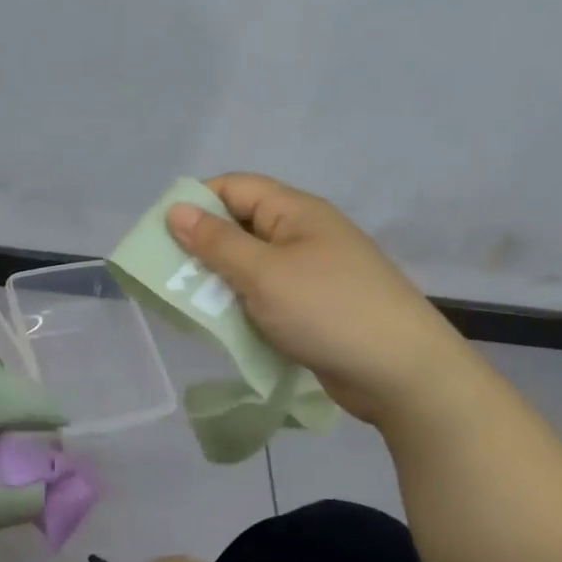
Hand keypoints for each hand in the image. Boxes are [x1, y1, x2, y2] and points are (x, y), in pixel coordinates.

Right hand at [165, 173, 471, 424]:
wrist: (401, 373)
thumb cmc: (327, 311)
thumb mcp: (263, 273)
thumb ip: (216, 242)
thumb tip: (176, 209)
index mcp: (295, 212)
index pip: (235, 188)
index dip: (196, 203)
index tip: (160, 233)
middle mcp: (303, 234)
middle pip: (240, 226)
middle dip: (202, 247)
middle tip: (167, 275)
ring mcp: (312, 272)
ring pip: (250, 265)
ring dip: (219, 281)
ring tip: (188, 304)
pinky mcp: (314, 307)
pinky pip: (266, 295)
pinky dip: (242, 305)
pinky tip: (222, 325)